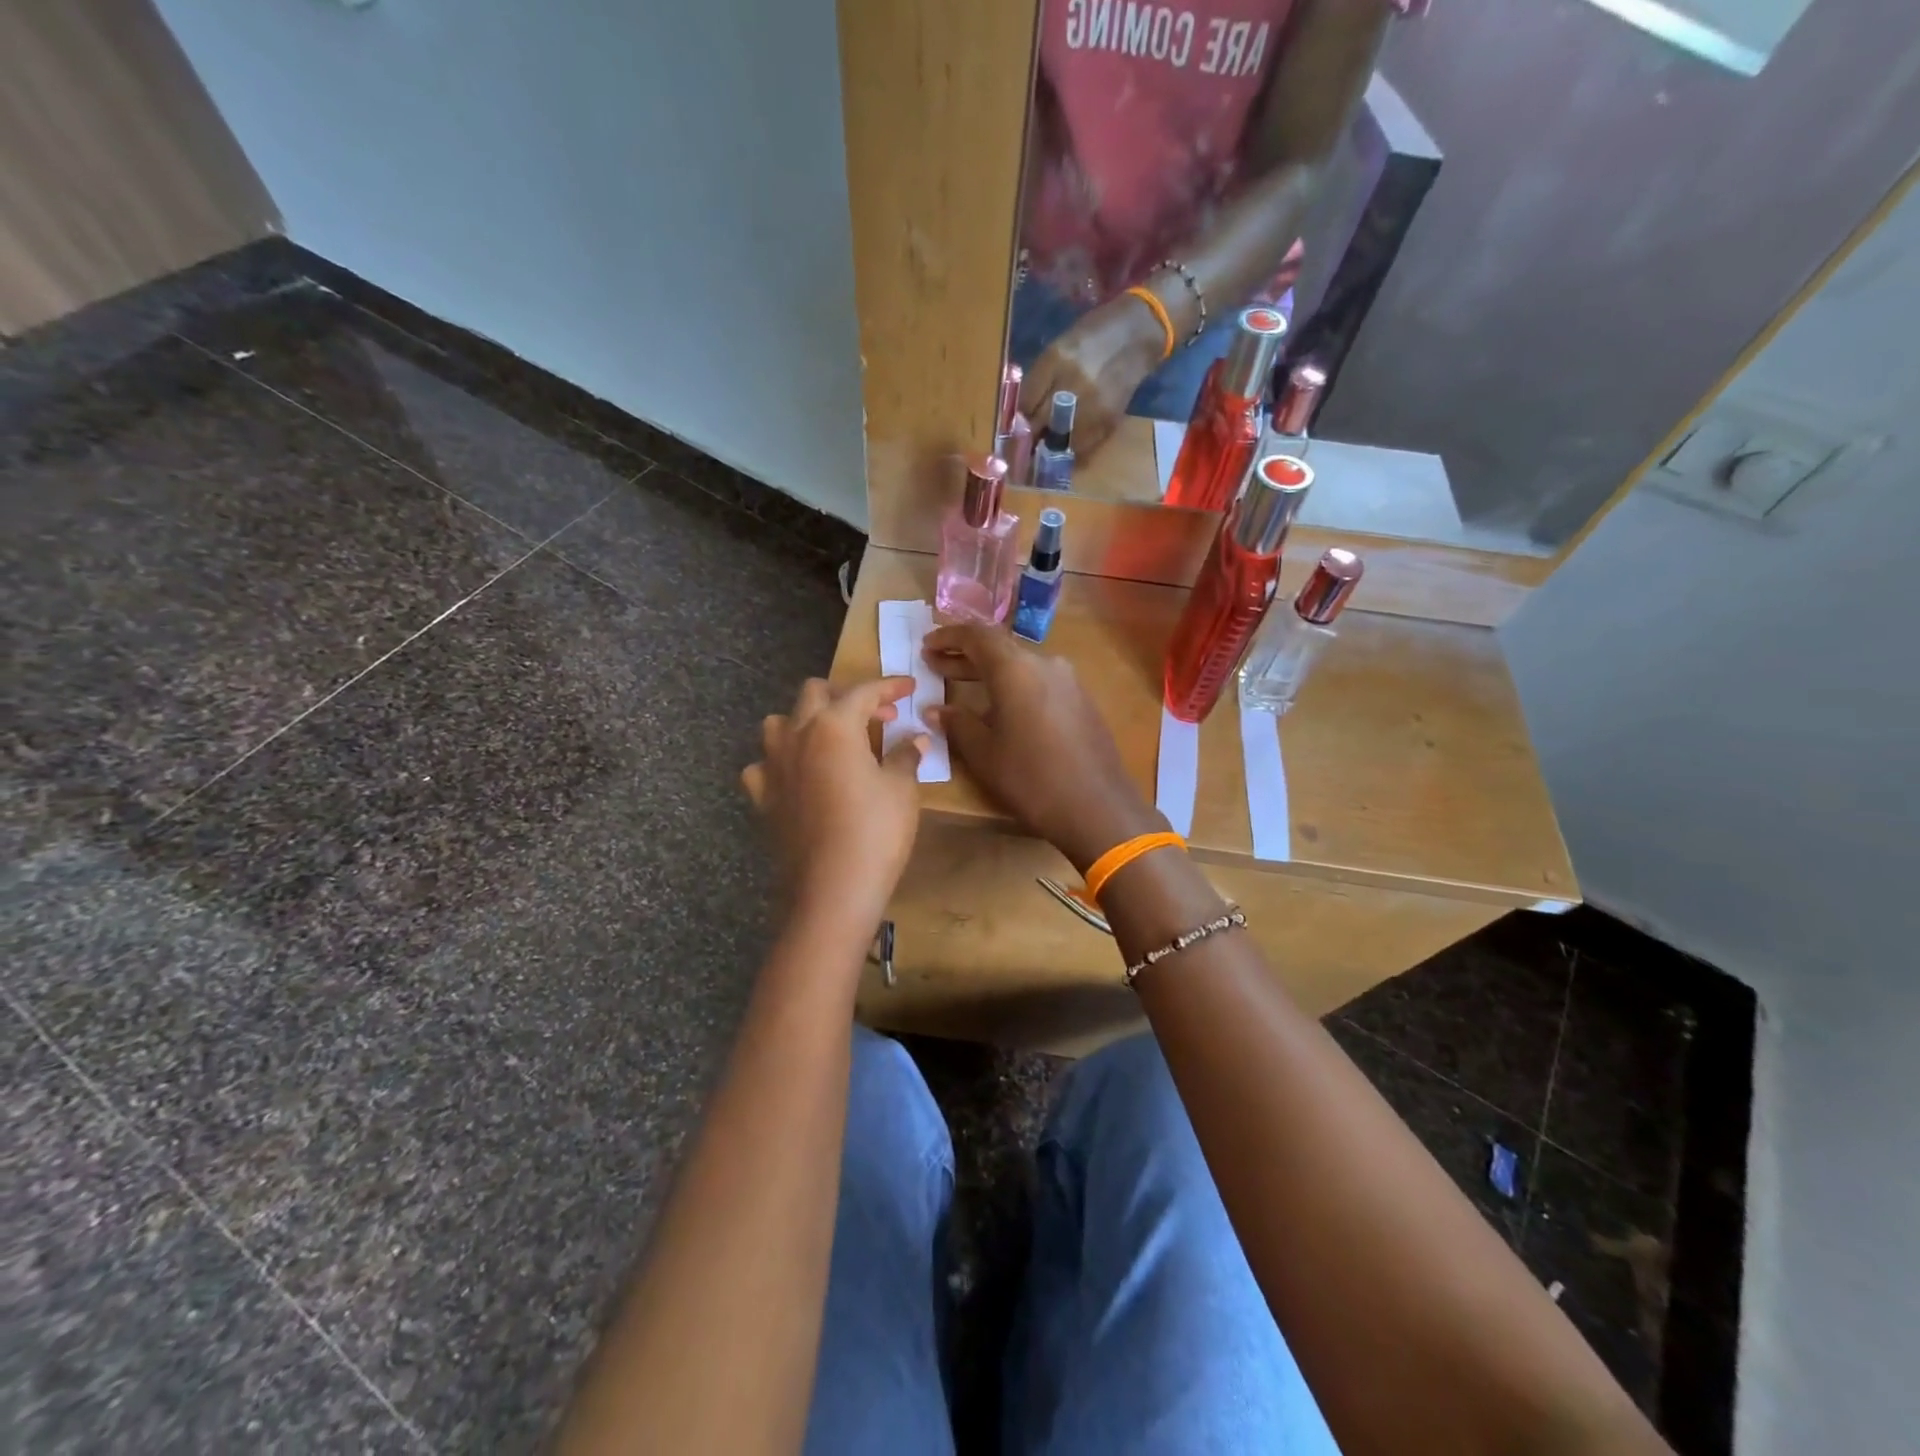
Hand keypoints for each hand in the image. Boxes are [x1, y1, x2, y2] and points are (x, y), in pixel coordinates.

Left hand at [741, 677, 924, 932]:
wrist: (833, 889)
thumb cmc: (876, 832)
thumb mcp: (901, 790)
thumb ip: (905, 756)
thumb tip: (916, 739)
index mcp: (834, 726)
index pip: (864, 691)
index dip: (890, 686)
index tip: (909, 687)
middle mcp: (797, 734)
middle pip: (814, 693)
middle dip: (846, 695)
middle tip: (876, 716)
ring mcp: (773, 765)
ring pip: (779, 722)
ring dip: (806, 720)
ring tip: (832, 739)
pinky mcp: (763, 796)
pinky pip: (763, 764)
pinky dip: (781, 761)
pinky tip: (799, 775)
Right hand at [923, 625, 1162, 873]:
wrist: (1098, 808)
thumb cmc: (1031, 779)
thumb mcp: (984, 753)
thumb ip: (957, 723)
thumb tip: (934, 709)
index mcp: (1016, 669)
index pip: (977, 635)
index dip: (948, 636)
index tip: (926, 645)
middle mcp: (1045, 663)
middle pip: (1000, 648)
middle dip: (965, 655)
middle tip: (935, 663)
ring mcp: (1068, 681)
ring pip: (1020, 665)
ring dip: (989, 671)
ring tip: (962, 685)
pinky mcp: (1081, 701)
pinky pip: (1039, 681)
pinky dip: (1013, 685)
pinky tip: (1000, 707)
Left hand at [1020, 293, 1165, 462]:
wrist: (1139, 331)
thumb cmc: (1095, 334)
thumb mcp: (1060, 346)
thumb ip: (1041, 378)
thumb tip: (1023, 412)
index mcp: (1055, 360)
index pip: (1026, 402)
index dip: (1018, 418)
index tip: (1017, 426)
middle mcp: (1072, 383)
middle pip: (1039, 423)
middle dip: (1031, 435)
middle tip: (1026, 443)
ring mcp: (1092, 404)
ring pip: (1059, 440)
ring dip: (1050, 446)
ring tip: (1047, 446)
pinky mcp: (1108, 419)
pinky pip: (1082, 445)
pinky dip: (1072, 449)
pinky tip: (1068, 445)